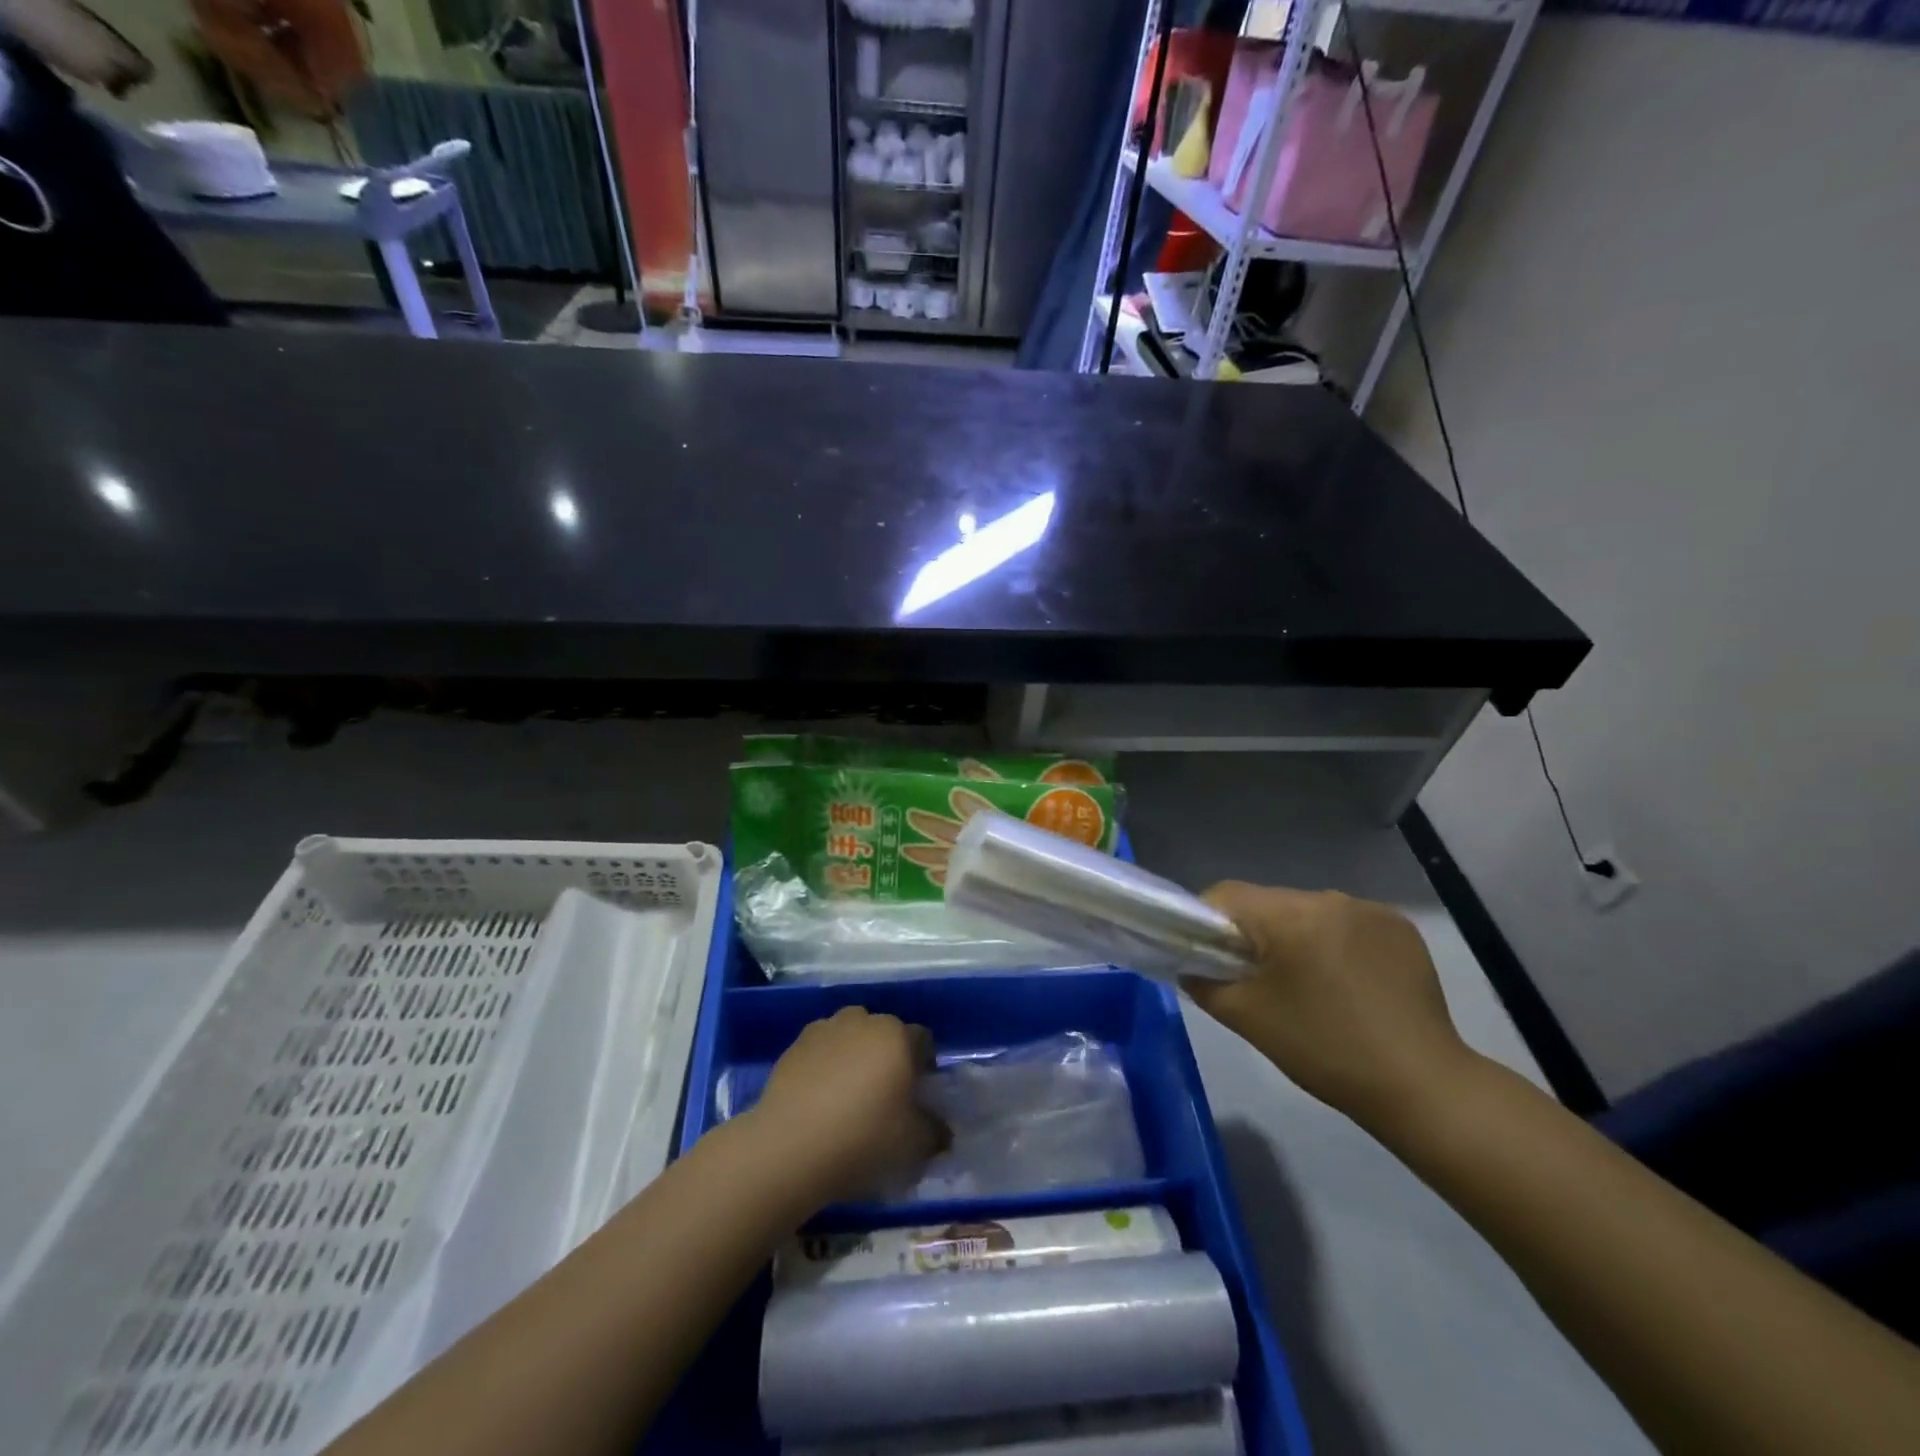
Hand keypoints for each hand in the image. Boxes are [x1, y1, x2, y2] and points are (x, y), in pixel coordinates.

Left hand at [748, 1007, 946, 1206]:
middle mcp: (863, 1021)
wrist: (789, 1145)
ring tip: (849, 1092)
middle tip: (885, 1093)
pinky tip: (820, 1096)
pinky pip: (821, 1048)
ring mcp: (825, 1028)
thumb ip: (935, 1132)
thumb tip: (943, 1130)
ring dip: (856, 1053)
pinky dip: (826, 1063)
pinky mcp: (795, 1045)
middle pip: (885, 1032)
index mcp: (896, 1036)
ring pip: (851, 1034)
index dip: (924, 1064)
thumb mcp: (912, 1144)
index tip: (918, 1093)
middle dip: (889, 1055)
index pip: (922, 1039)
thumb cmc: (862, 1137)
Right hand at [1183, 883, 1477, 1129]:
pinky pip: (1346, 924)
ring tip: (1307, 986)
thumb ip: (1203, 982)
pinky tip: (1347, 985)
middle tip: (1256, 980)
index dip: (1205, 922)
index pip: (1225, 895)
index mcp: (1289, 915)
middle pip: (1268, 903)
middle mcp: (1329, 898)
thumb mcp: (1247, 1018)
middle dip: (1254, 934)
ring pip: (1308, 912)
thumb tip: (1191, 966)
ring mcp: (1370, 910)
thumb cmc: (1323, 1048)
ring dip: (1296, 938)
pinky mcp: (1400, 928)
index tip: (1208, 958)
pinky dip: (1335, 944)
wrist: (1421, 1085)